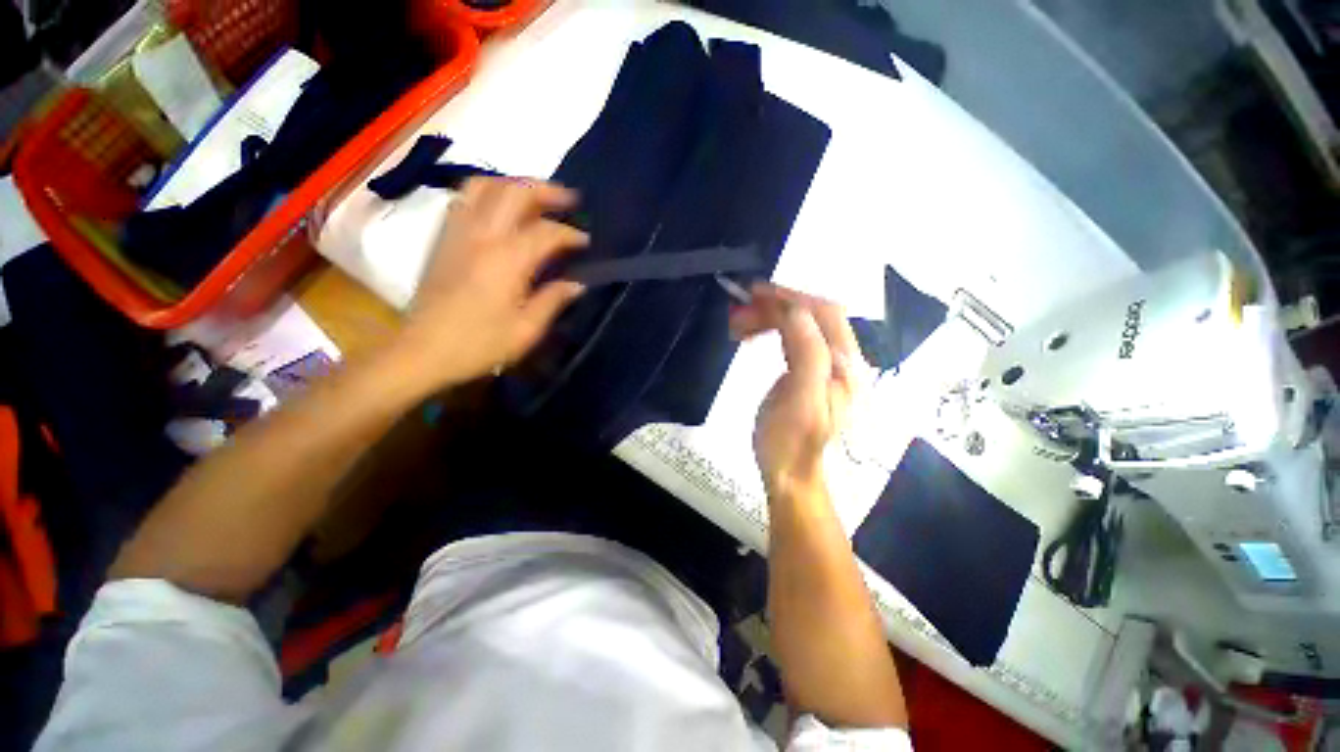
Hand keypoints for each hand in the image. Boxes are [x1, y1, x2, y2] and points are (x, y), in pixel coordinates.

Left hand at [393, 178, 587, 391]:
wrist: (423, 352)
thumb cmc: (480, 345)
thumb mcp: (527, 330)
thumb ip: (553, 300)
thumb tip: (577, 284)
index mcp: (508, 260)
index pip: (547, 232)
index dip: (571, 234)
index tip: (586, 242)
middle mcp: (482, 236)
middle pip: (515, 192)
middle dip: (547, 190)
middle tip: (569, 200)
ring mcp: (458, 233)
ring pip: (485, 185)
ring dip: (515, 184)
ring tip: (534, 197)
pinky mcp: (442, 239)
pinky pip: (464, 199)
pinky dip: (487, 193)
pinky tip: (499, 209)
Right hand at [729, 284, 859, 496]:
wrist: (789, 474)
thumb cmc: (791, 442)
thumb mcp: (801, 402)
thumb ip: (807, 355)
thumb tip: (794, 311)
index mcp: (844, 366)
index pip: (823, 314)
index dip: (790, 297)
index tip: (753, 294)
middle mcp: (840, 360)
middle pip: (811, 315)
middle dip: (775, 306)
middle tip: (738, 311)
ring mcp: (823, 365)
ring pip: (799, 324)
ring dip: (769, 316)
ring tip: (738, 324)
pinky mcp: (806, 371)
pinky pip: (791, 338)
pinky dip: (770, 329)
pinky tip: (752, 334)